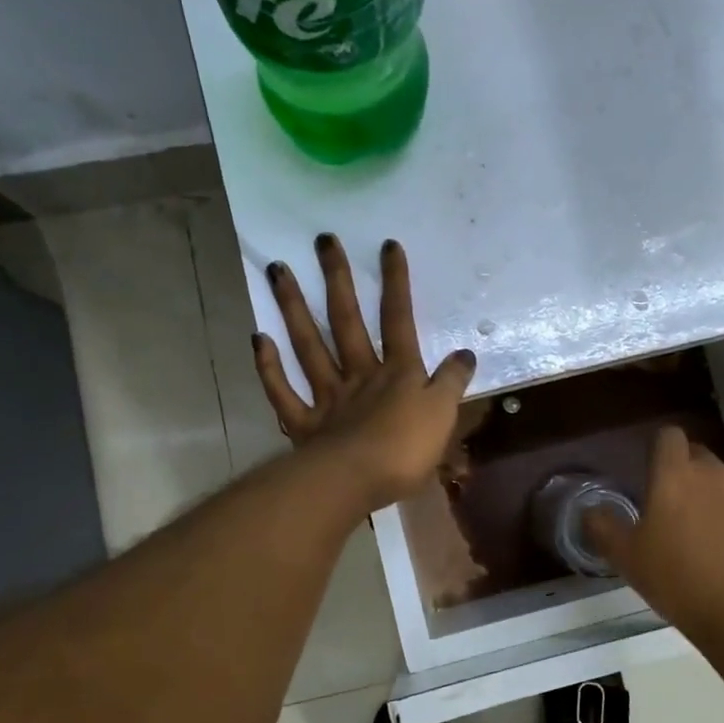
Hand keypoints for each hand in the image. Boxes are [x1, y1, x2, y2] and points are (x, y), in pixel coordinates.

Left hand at [253, 235, 476, 511]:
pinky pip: (283, 392)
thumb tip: (465, 354)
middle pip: (347, 321)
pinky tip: (258, 339)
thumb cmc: (406, 449)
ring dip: (293, 308)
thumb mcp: (444, 414)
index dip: (395, 283)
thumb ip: (452, 382)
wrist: (356, 481)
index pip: (398, 319)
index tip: (387, 246)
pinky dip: (269, 367)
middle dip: (337, 280)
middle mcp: (359, 375)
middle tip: (322, 241)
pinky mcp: (304, 425)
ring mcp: (328, 398)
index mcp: (398, 373)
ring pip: (308, 346)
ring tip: (278, 271)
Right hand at [585, 426, 723, 644]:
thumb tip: (592, 510)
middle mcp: (718, 474)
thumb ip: (604, 527)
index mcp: (676, 476)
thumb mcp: (627, 559)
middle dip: (688, 477)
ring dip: (718, 503)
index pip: (668, 436)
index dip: (660, 450)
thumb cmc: (679, 583)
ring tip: (711, 544)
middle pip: (700, 458)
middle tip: (677, 515)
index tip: (653, 475)